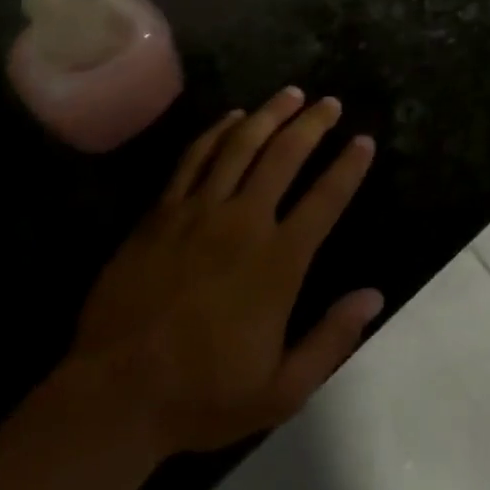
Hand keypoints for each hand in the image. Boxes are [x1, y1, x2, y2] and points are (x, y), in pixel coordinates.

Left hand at [63, 88, 380, 457]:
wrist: (114, 395)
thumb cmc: (203, 396)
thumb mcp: (282, 390)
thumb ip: (331, 339)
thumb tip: (374, 296)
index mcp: (277, 262)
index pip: (325, 199)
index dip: (349, 166)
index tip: (364, 140)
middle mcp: (243, 223)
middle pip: (284, 156)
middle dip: (312, 125)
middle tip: (329, 103)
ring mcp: (198, 212)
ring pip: (241, 146)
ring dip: (270, 115)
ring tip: (291, 94)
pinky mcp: (161, 213)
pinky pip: (194, 158)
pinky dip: (217, 132)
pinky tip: (233, 117)